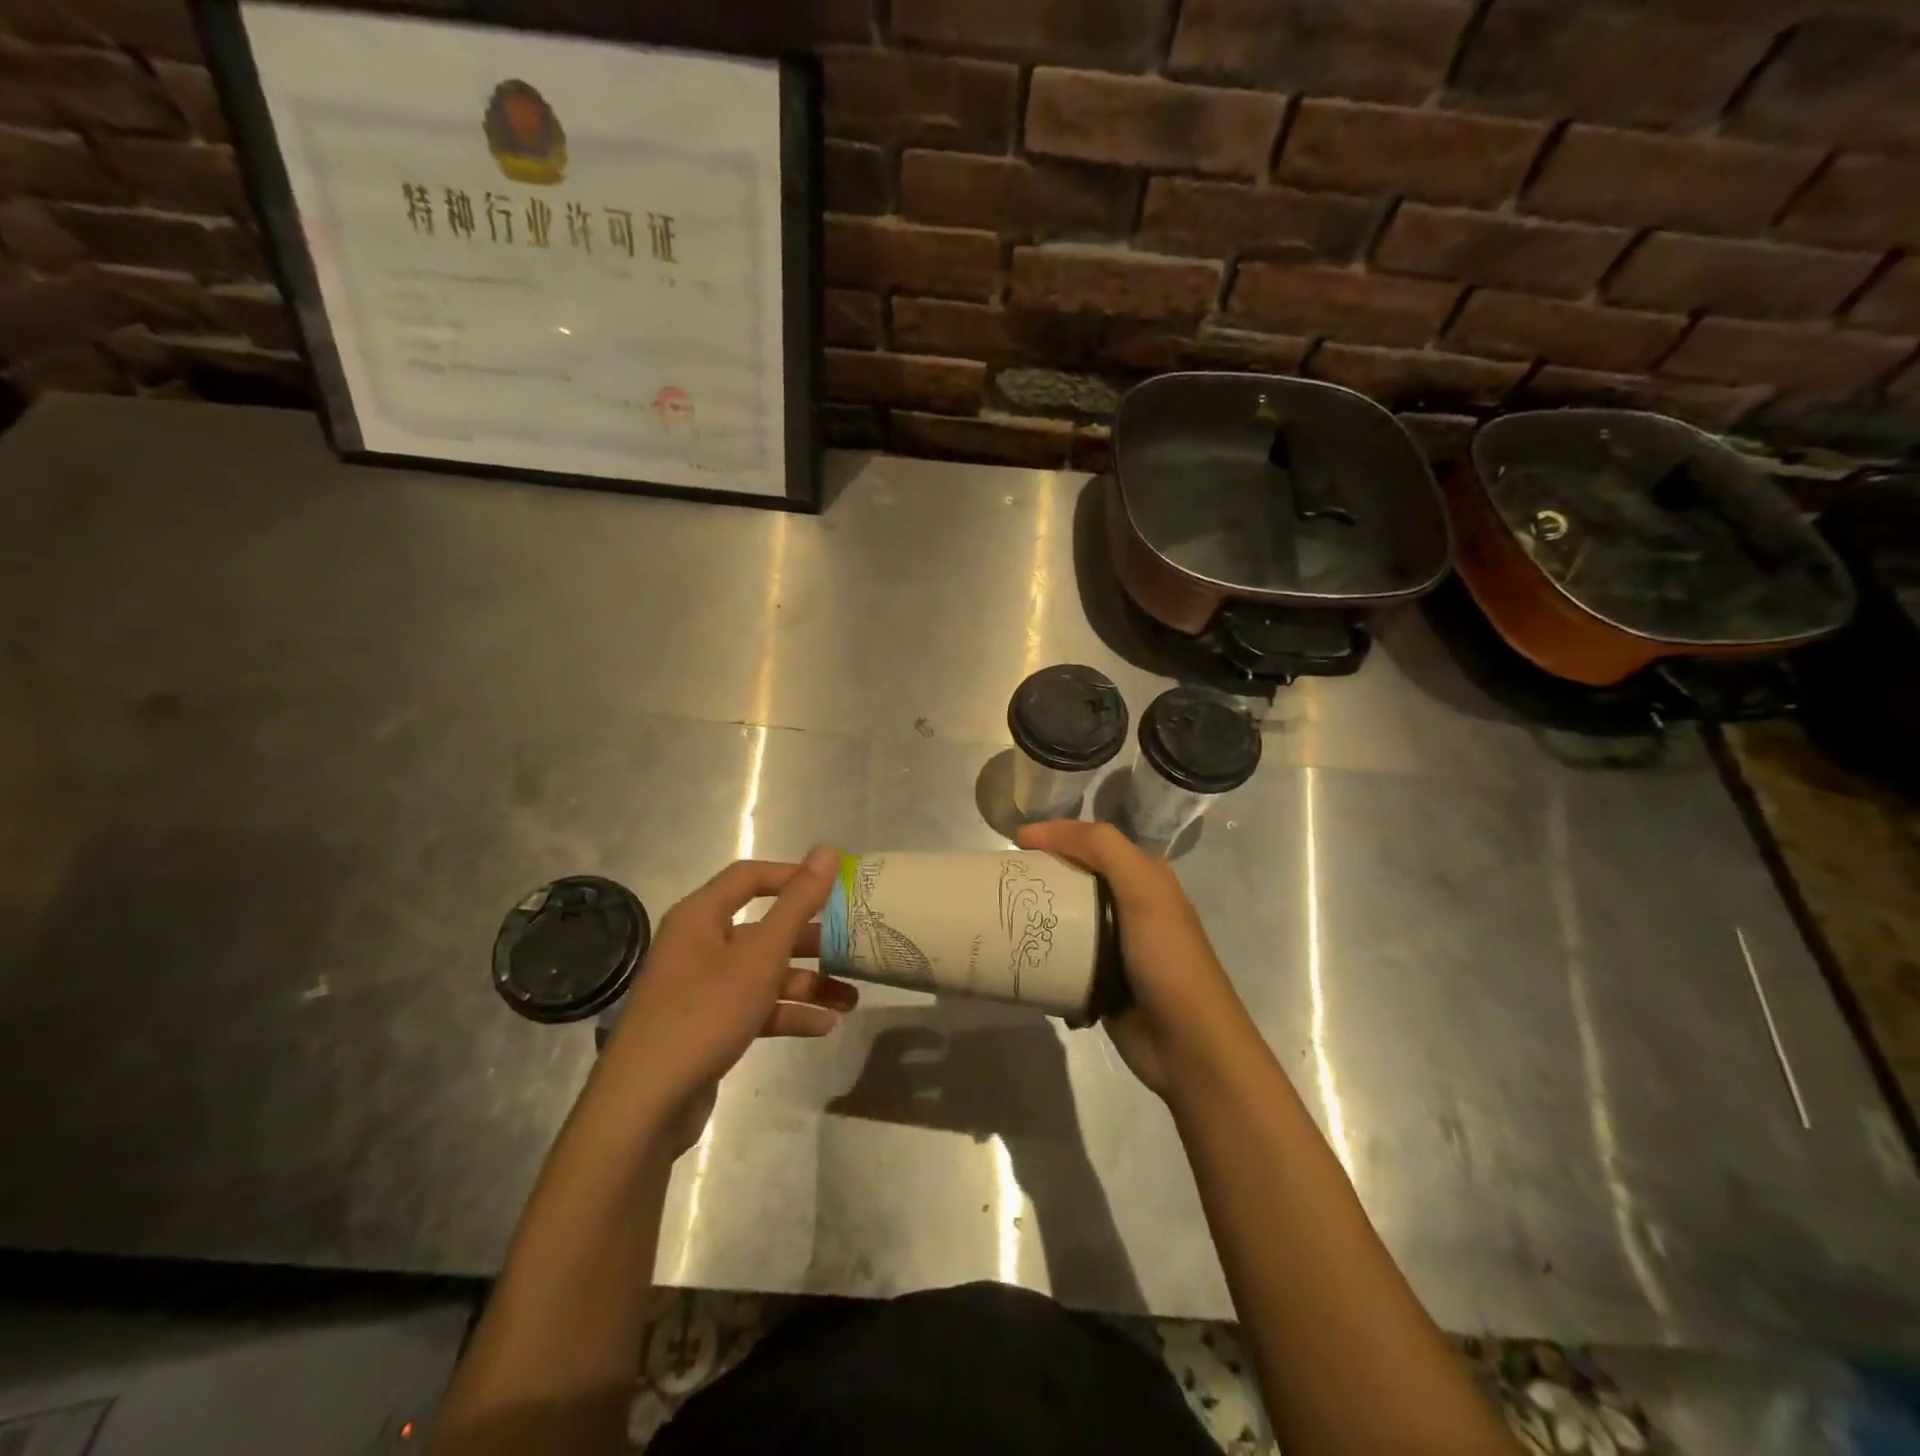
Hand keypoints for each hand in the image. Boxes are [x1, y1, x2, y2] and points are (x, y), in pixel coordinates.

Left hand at [596, 845, 856, 1153]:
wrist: (646, 1105)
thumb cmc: (705, 1013)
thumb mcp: (760, 955)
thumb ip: (797, 903)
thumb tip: (827, 851)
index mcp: (701, 916)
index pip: (750, 877)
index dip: (793, 876)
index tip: (835, 888)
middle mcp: (700, 945)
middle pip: (764, 928)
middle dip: (811, 940)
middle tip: (853, 945)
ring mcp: (703, 988)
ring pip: (765, 972)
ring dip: (807, 982)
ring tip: (851, 998)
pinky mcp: (710, 1026)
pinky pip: (757, 1007)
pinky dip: (788, 1013)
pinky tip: (825, 1026)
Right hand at [1016, 821, 1257, 1101]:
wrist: (1188, 1046)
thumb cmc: (1167, 959)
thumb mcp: (1143, 890)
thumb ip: (1102, 848)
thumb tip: (1038, 831)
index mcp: (1146, 878)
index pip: (1094, 842)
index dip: (1057, 835)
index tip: (1015, 842)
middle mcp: (1131, 905)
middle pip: (1076, 878)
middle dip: (1041, 875)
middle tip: (1002, 880)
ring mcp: (1115, 945)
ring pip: (1066, 918)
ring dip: (1037, 916)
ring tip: (1002, 914)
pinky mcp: (1100, 980)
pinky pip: (1063, 956)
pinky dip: (1042, 953)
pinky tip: (1017, 954)